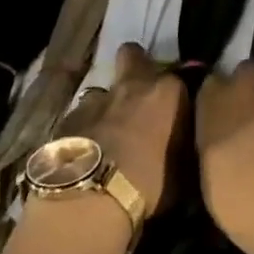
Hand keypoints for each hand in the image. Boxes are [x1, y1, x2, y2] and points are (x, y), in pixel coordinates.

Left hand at [56, 43, 186, 217]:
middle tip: (141, 93)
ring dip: (108, 106)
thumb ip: (186, 147)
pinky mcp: (68, 119)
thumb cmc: (150, 184)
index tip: (180, 110)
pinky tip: (87, 153)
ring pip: (104, 90)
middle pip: (133, 55)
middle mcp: (133, 86)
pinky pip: (81, 117)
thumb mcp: (185, 172)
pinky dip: (86, 129)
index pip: (183, 76)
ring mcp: (96, 99)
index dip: (179, 92)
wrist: (92, 198)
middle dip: (137, 66)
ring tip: (110, 134)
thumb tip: (185, 146)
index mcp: (168, 93)